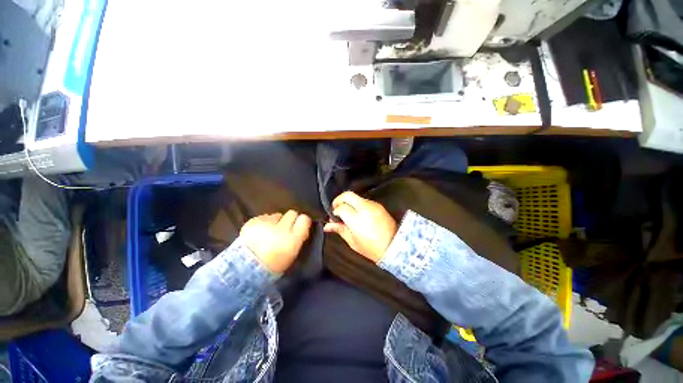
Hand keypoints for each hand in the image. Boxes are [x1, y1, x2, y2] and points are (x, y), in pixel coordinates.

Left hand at [239, 210, 311, 272]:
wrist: (246, 268)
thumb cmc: (274, 263)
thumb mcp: (292, 253)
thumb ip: (299, 237)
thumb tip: (302, 226)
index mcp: (293, 239)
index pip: (304, 219)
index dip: (302, 221)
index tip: (299, 225)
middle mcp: (281, 228)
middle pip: (292, 213)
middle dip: (290, 219)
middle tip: (284, 228)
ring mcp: (266, 223)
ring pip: (277, 215)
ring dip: (275, 221)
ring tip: (269, 232)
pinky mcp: (253, 221)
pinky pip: (263, 217)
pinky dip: (263, 223)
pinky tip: (259, 232)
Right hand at [323, 191, 396, 262]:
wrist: (395, 246)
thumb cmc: (372, 248)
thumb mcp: (353, 242)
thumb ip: (340, 230)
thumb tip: (327, 225)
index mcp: (357, 219)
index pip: (341, 207)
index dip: (335, 211)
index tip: (334, 217)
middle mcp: (365, 208)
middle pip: (347, 195)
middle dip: (339, 199)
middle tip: (337, 208)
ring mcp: (373, 205)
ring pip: (356, 197)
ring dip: (349, 202)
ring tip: (348, 213)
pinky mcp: (379, 205)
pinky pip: (365, 201)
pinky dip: (358, 205)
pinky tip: (359, 214)